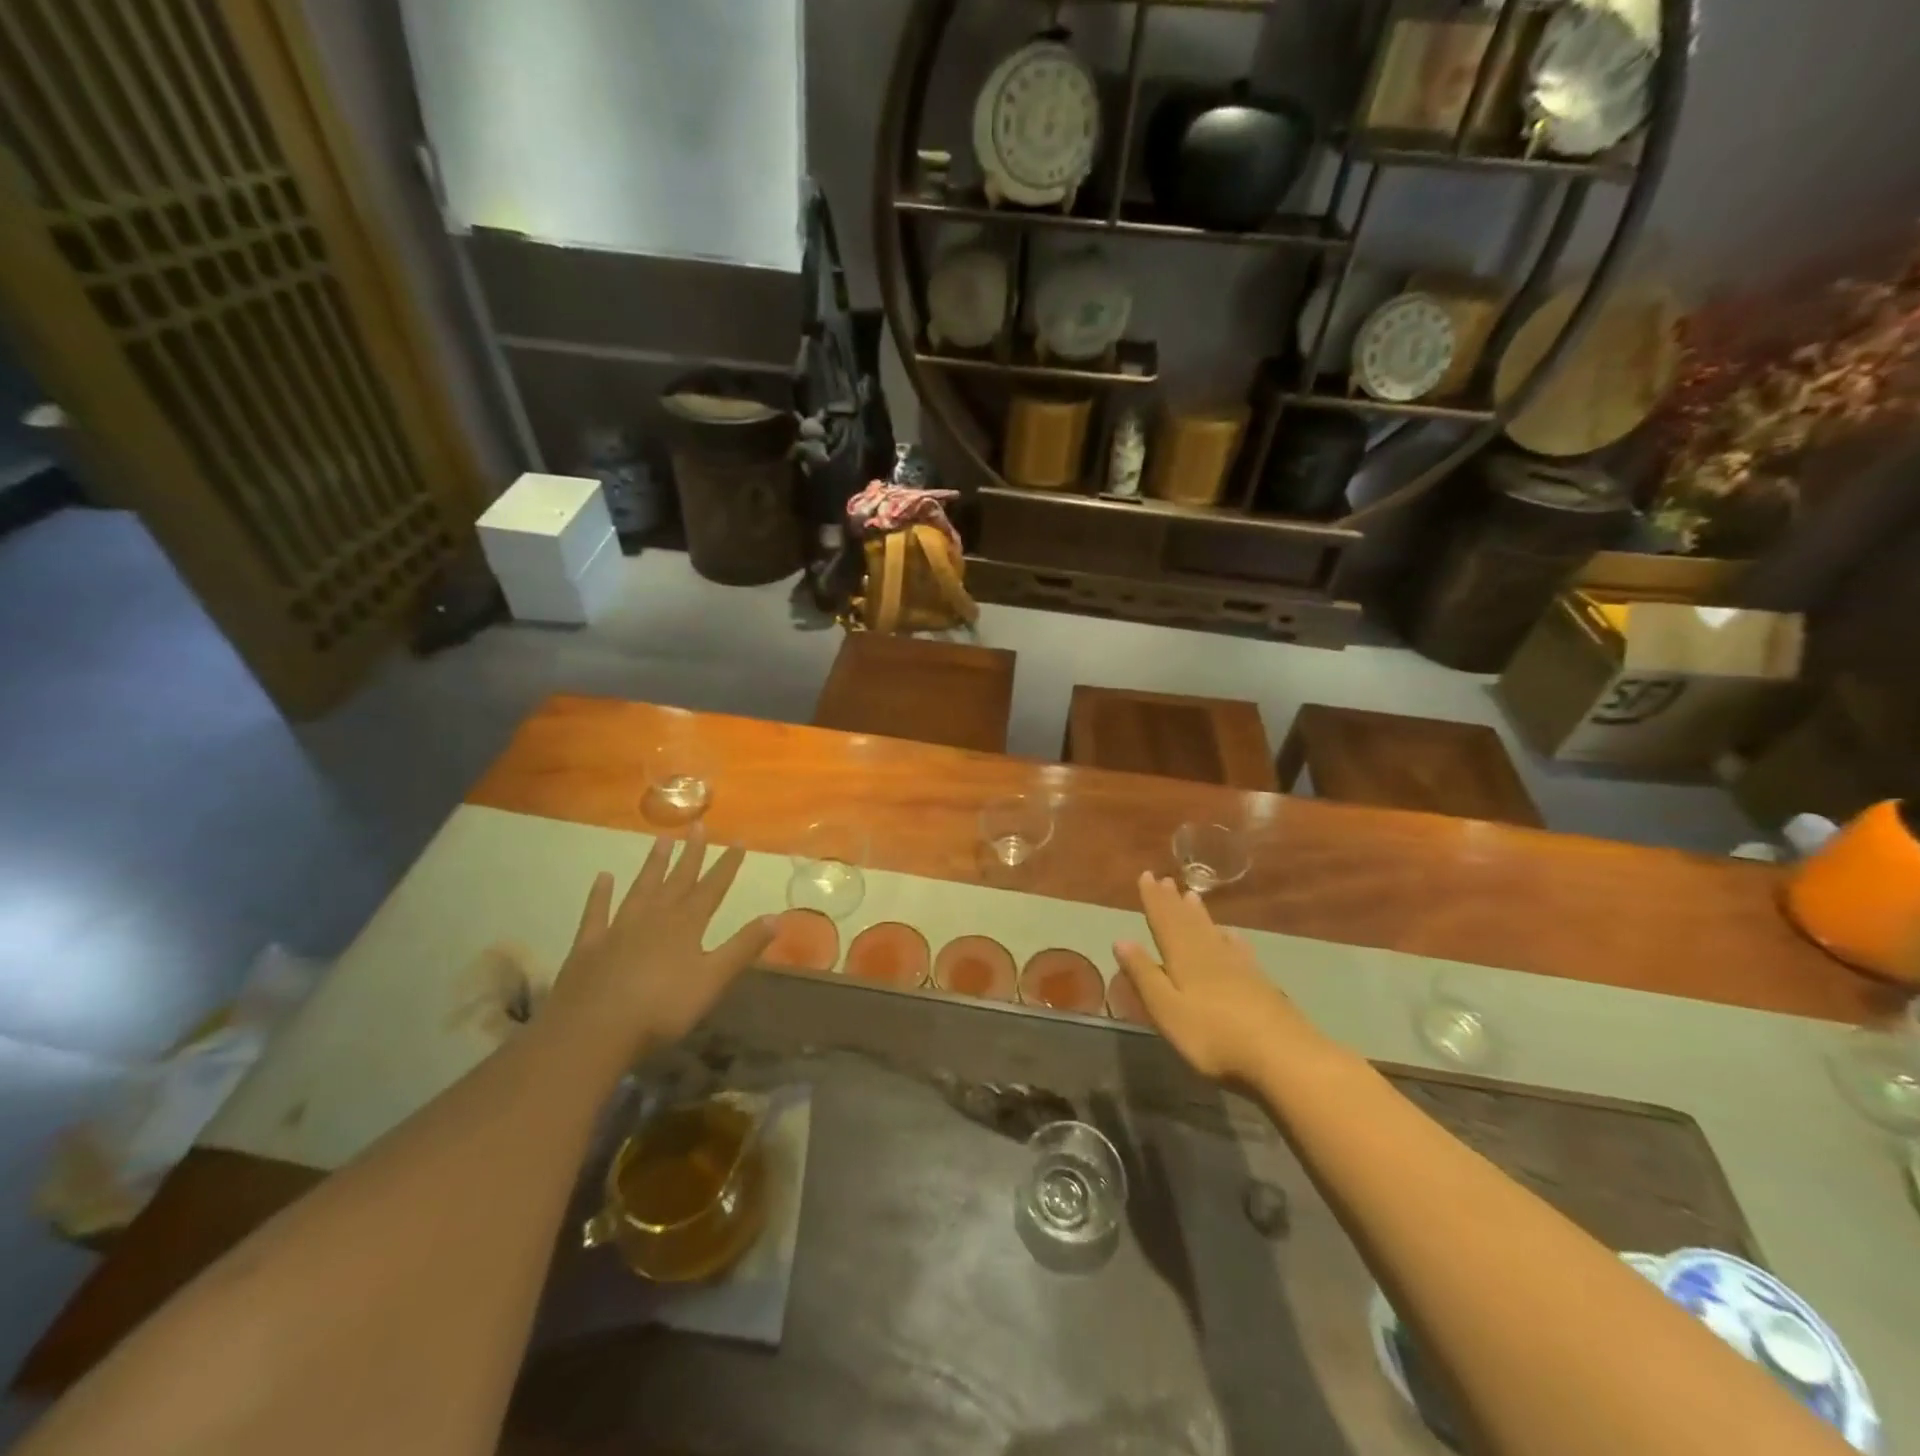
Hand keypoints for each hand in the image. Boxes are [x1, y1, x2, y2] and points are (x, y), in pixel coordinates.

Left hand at [545, 827, 775, 1060]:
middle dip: (691, 853)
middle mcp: (654, 917)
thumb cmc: (661, 1008)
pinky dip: (600, 894)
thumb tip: (776, 917)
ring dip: (653, 863)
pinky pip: (596, 912)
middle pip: (677, 879)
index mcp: (686, 925)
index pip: (712, 887)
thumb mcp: (712, 980)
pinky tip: (603, 877)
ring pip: (641, 887)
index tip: (739, 841)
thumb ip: (743, 947)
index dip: (727, 865)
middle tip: (698, 825)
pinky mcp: (589, 945)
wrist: (592, 1030)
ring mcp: (619, 928)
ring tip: (662, 838)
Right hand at [1114, 872, 1323, 1083]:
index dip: (1153, 899)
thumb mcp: (1167, 1009)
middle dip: (1173, 901)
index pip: (1164, 921)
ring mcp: (1238, 966)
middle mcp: (1209, 953)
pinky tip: (1230, 934)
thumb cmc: (1214, 1035)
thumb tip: (1121, 939)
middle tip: (1165, 879)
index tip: (1146, 875)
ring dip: (1198, 914)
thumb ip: (1144, 975)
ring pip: (1211, 931)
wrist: (1283, 1055)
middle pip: (1187, 922)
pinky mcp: (1258, 982)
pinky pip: (1237, 948)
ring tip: (1191, 896)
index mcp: (1183, 958)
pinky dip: (1229, 937)